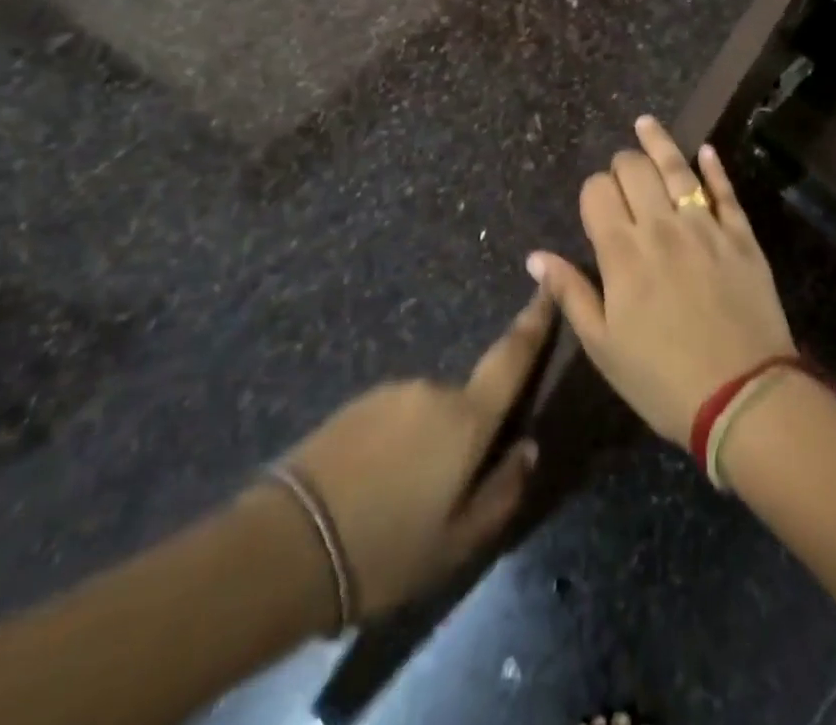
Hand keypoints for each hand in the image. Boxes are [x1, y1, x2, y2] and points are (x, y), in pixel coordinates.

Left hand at [276, 290, 552, 620]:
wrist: (286, 547)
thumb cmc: (385, 550)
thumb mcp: (456, 543)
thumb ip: (502, 492)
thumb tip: (527, 449)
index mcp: (466, 418)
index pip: (512, 357)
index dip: (535, 320)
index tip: (549, 284)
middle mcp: (433, 390)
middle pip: (465, 404)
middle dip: (461, 439)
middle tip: (438, 500)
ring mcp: (391, 392)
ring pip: (426, 415)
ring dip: (423, 447)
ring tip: (395, 506)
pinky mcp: (357, 402)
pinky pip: (393, 419)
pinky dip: (393, 447)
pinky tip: (368, 492)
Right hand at [528, 116, 794, 444]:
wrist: (743, 396)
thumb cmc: (662, 379)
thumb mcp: (603, 346)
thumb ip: (570, 294)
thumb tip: (536, 256)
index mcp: (622, 253)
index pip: (597, 193)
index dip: (592, 191)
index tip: (596, 206)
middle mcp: (661, 226)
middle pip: (634, 170)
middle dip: (621, 164)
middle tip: (621, 175)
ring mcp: (705, 226)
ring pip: (677, 168)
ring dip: (658, 142)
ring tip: (645, 123)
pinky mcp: (741, 235)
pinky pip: (725, 190)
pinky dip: (713, 166)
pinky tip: (704, 149)